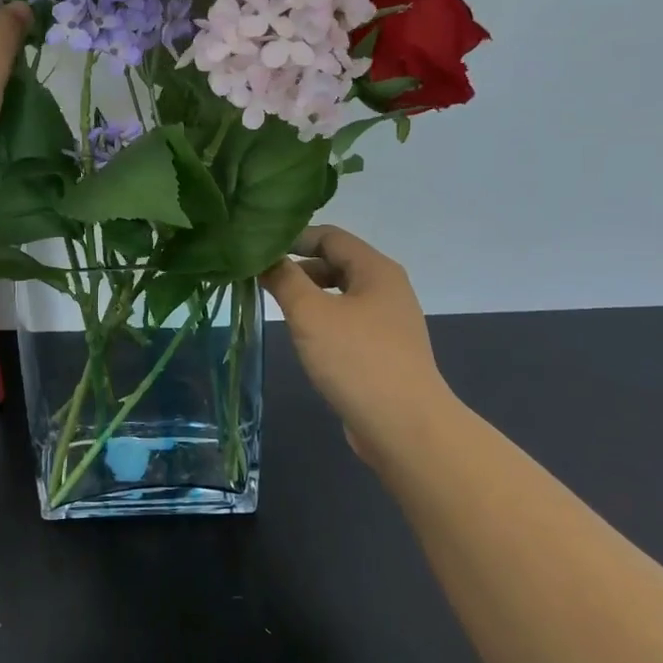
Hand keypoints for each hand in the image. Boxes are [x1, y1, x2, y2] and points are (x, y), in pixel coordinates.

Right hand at [260, 226, 461, 461]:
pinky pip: (347, 321)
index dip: (292, 238)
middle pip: (336, 262)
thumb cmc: (356, 360)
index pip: (329, 236)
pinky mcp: (384, 350)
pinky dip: (322, 319)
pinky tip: (304, 337)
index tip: (257, 251)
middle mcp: (387, 288)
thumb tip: (264, 258)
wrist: (405, 426)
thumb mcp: (311, 313)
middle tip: (260, 279)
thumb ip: (284, 279)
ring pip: (340, 294)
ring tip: (276, 306)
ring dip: (308, 295)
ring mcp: (388, 321)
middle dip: (297, 267)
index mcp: (376, 269)